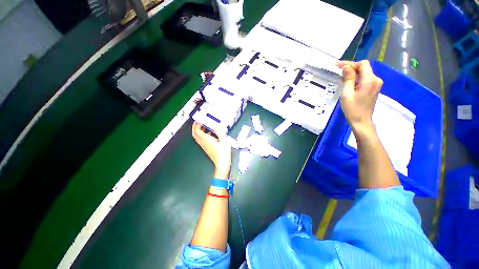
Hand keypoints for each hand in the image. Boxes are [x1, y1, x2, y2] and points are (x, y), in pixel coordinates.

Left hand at [192, 122, 231, 178]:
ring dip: (198, 131)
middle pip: (195, 134)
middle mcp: (203, 143)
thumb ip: (220, 132)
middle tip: (198, 122)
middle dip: (195, 127)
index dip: (196, 124)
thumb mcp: (224, 141)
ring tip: (203, 126)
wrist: (222, 164)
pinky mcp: (207, 148)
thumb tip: (217, 125)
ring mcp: (204, 146)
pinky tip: (209, 134)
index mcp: (206, 140)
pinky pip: (201, 140)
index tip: (198, 120)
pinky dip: (202, 135)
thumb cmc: (223, 154)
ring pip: (197, 137)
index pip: (197, 131)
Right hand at [337, 60, 382, 135]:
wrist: (361, 121)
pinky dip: (357, 78)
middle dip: (351, 67)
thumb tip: (346, 67)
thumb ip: (348, 79)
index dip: (350, 63)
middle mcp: (376, 79)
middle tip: (338, 70)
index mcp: (370, 80)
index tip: (338, 66)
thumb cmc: (352, 109)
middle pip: (364, 67)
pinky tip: (348, 82)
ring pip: (364, 72)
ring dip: (353, 73)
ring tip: (341, 77)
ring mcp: (376, 84)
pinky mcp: (374, 88)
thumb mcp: (347, 93)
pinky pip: (365, 78)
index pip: (362, 64)